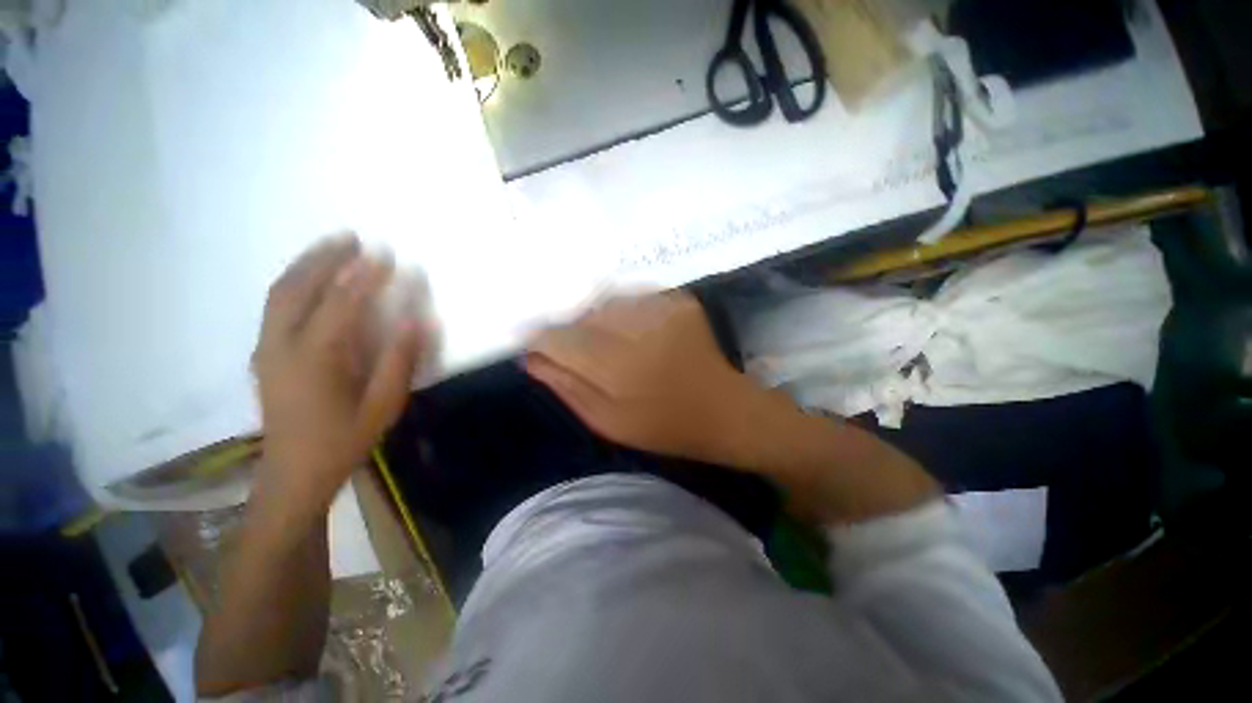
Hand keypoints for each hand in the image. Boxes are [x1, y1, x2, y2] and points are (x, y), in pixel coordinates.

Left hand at [252, 234, 424, 512]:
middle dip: (326, 258)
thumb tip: (418, 319)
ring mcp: (267, 348)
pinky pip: (274, 306)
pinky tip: (310, 277)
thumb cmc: (344, 439)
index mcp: (315, 358)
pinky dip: (293, 282)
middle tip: (352, 238)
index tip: (385, 255)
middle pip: (298, 287)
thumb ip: (400, 360)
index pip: (341, 303)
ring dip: (305, 264)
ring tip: (331, 246)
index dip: (364, 276)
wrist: (294, 473)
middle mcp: (282, 345)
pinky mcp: (264, 354)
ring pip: (279, 292)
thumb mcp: (383, 405)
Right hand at [524, 292, 762, 464]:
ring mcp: (662, 308)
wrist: (723, 410)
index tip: (539, 348)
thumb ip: (567, 386)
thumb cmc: (663, 426)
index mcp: (617, 367)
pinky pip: (633, 297)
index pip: (559, 338)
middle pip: (581, 314)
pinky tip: (635, 332)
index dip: (543, 341)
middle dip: (573, 330)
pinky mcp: (678, 300)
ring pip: (606, 301)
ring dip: (599, 319)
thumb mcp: (607, 421)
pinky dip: (624, 311)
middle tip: (582, 351)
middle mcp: (637, 328)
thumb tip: (530, 357)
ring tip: (611, 342)